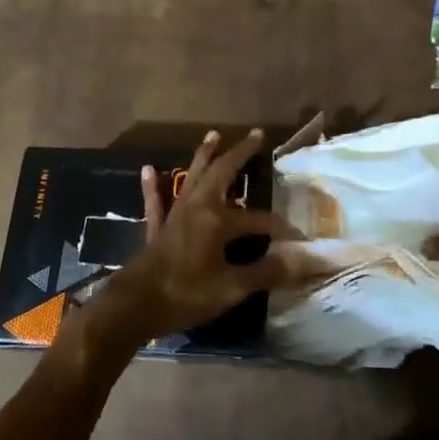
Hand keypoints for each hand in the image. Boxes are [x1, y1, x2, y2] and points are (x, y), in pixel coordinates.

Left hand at [82, 129, 298, 349]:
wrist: (135, 305)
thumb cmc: (186, 294)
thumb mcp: (231, 288)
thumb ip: (266, 273)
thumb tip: (303, 260)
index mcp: (217, 219)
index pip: (257, 219)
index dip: (279, 228)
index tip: (299, 238)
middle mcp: (197, 207)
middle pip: (222, 172)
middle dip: (240, 153)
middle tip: (255, 134)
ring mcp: (175, 214)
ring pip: (192, 177)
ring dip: (204, 155)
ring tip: (214, 134)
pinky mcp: (157, 228)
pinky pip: (156, 201)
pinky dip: (153, 186)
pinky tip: (148, 169)